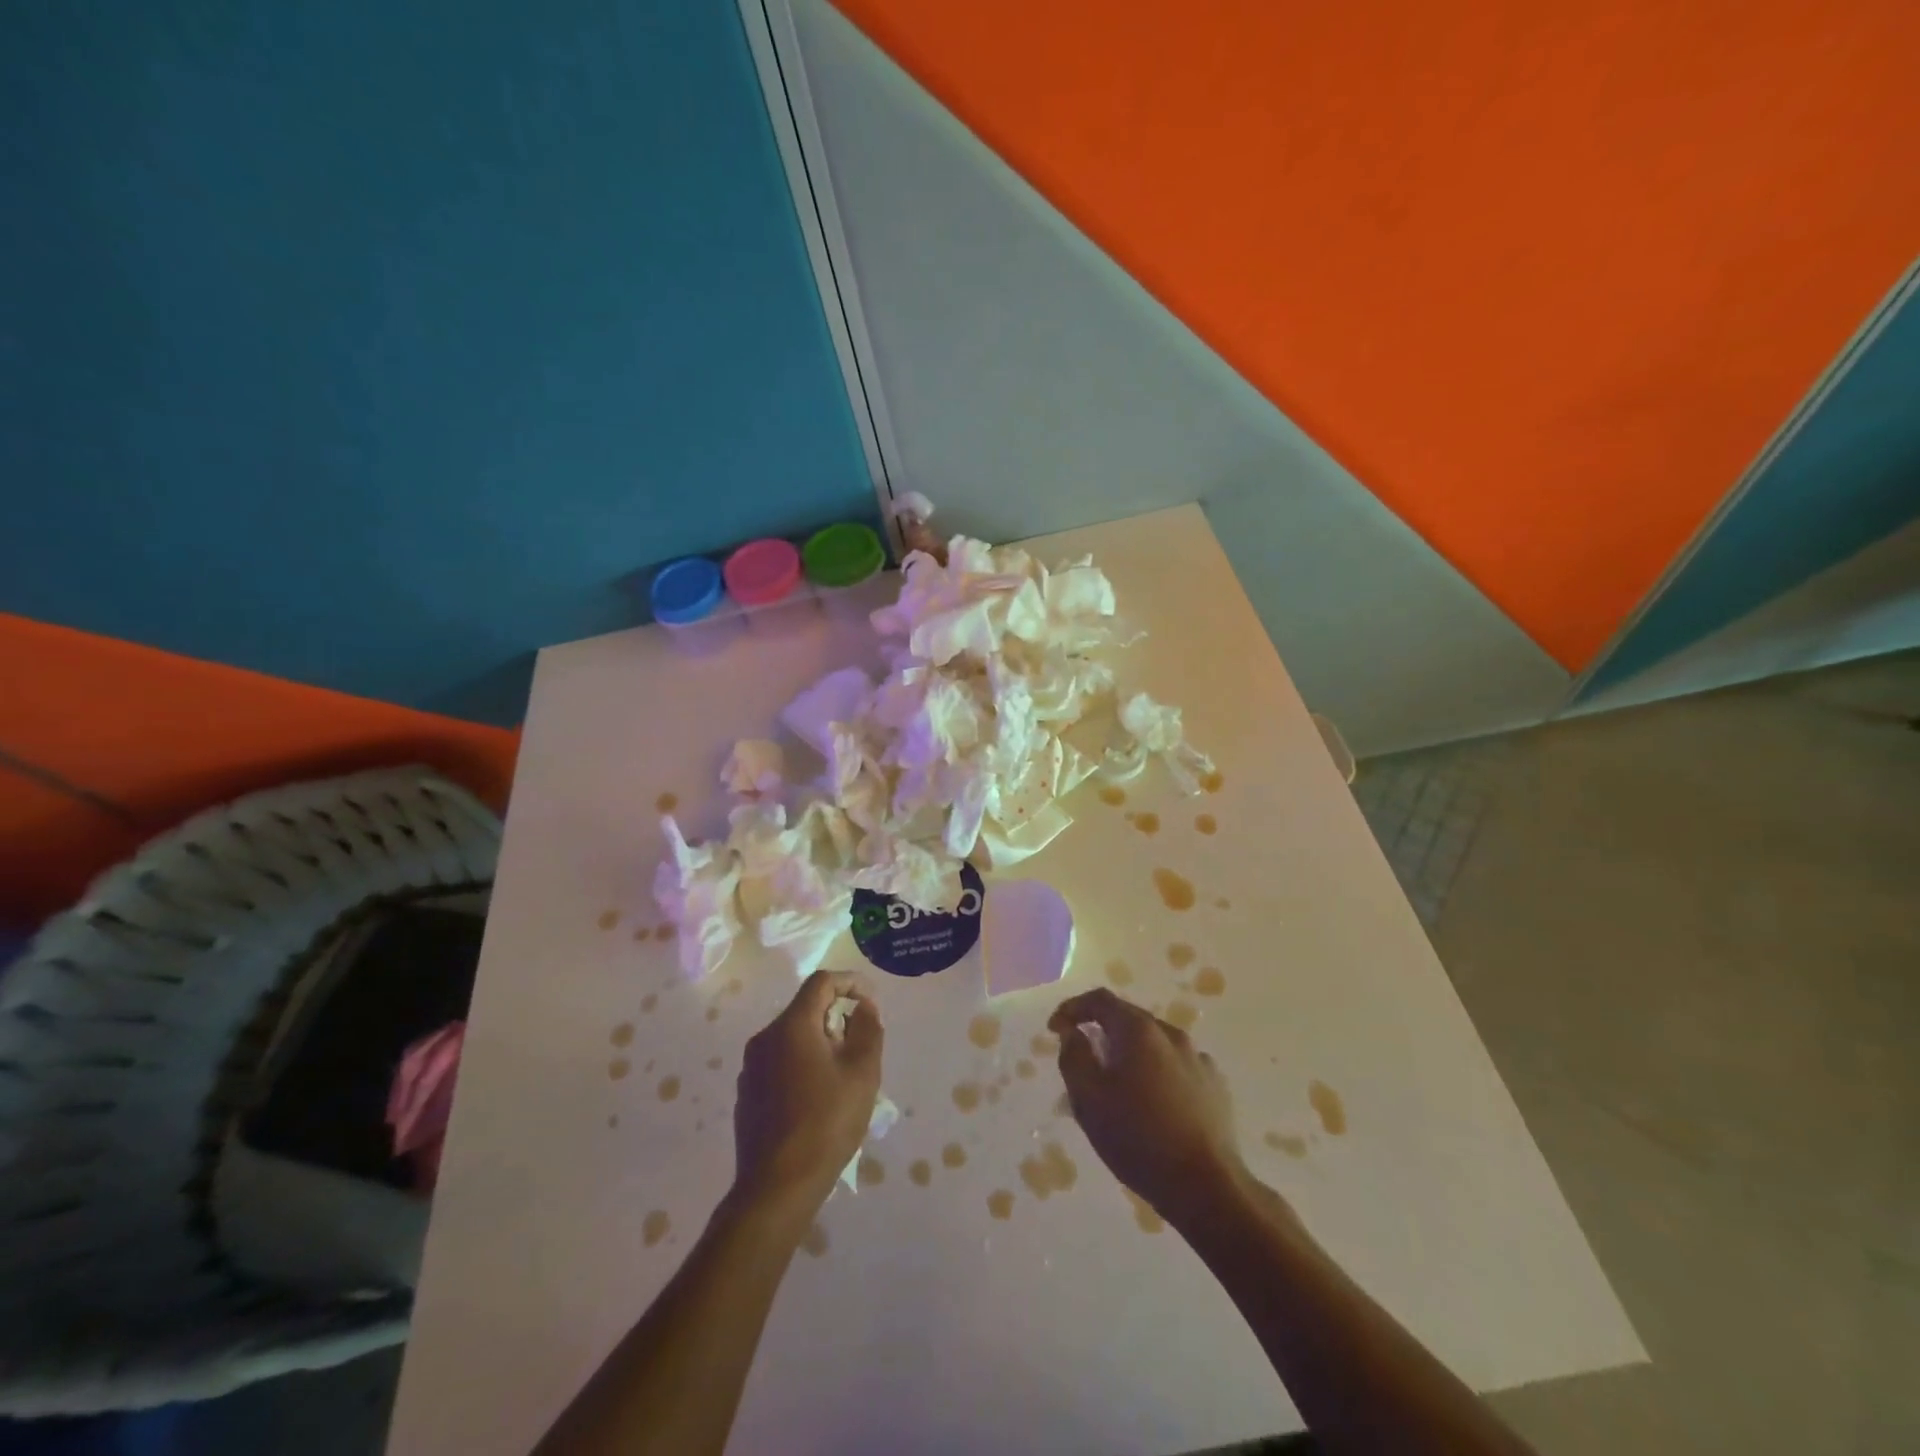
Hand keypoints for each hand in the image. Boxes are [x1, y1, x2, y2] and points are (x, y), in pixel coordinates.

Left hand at [732, 970, 882, 1215]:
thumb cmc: (826, 1123)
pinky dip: (802, 1065)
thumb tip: (864, 1006)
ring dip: (820, 1043)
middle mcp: (764, 1038)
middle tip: (861, 1045)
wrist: (776, 1188)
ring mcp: (750, 1068)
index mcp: (791, 1026)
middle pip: (805, 1009)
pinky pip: (779, 1063)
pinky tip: (817, 1099)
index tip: (871, 1000)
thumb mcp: (862, 1072)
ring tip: (843, 1075)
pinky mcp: (746, 1094)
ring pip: (791, 1038)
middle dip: (836, 1017)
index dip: (850, 982)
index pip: (821, 982)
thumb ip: (868, 1029)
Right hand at [1049, 987, 1245, 1221]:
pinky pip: (1176, 1067)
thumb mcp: (1088, 1099)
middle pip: (1128, 1019)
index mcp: (1139, 1030)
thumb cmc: (1138, 1138)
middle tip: (1083, 1062)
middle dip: (1101, 1033)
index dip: (1072, 1009)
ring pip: (1153, 1044)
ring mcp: (1198, 1059)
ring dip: (1130, 1055)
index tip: (1055, 1030)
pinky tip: (1153, 1104)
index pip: (1099, 1000)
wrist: (1207, 1187)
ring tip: (1118, 1088)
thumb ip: (1074, 1057)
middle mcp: (1171, 1034)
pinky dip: (1156, 1073)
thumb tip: (1074, 1033)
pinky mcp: (1215, 1086)